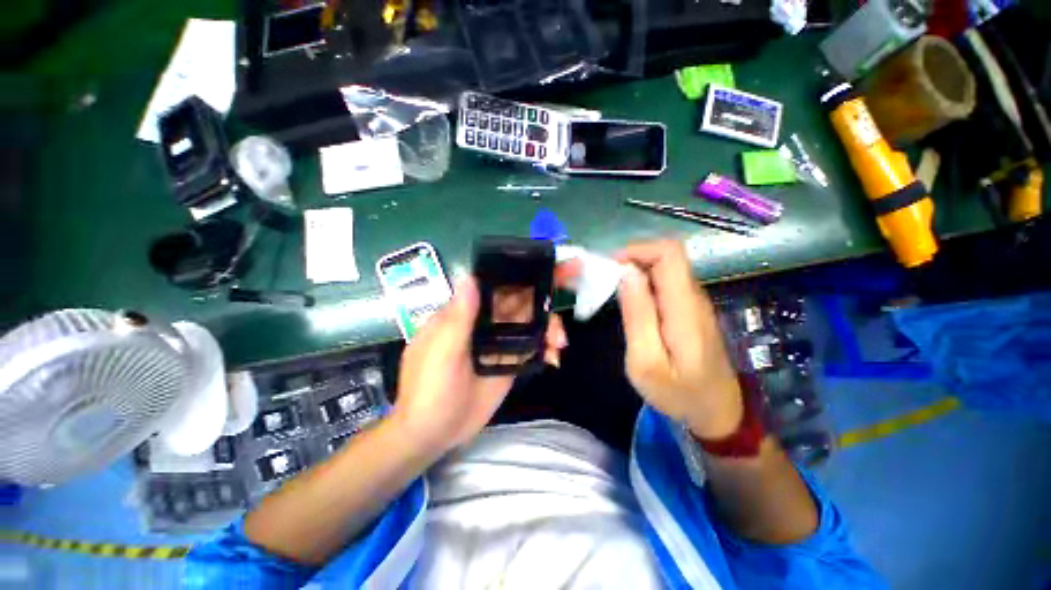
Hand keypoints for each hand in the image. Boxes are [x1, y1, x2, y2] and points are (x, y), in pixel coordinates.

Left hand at [391, 276, 566, 457]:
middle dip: (547, 292)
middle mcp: (485, 322)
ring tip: (559, 342)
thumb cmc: (429, 389)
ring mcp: (500, 342)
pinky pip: (533, 347)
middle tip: (575, 281)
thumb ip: (459, 316)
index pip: (497, 283)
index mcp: (466, 312)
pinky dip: (547, 348)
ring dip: (550, 325)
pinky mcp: (510, 362)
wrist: (433, 433)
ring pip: (531, 322)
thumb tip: (470, 277)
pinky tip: (554, 358)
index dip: (522, 270)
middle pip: (520, 300)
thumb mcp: (441, 352)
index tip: (550, 262)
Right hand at [614, 240, 742, 439]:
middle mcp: (694, 296)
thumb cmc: (679, 394)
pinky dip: (643, 284)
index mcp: (684, 307)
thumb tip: (627, 274)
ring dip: (635, 272)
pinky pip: (665, 283)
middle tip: (604, 282)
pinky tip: (630, 305)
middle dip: (631, 260)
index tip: (609, 267)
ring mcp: (694, 302)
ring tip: (612, 294)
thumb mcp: (646, 362)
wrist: (717, 413)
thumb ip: (637, 316)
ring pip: (664, 269)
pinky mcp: (690, 309)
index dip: (637, 250)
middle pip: (666, 256)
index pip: (669, 253)